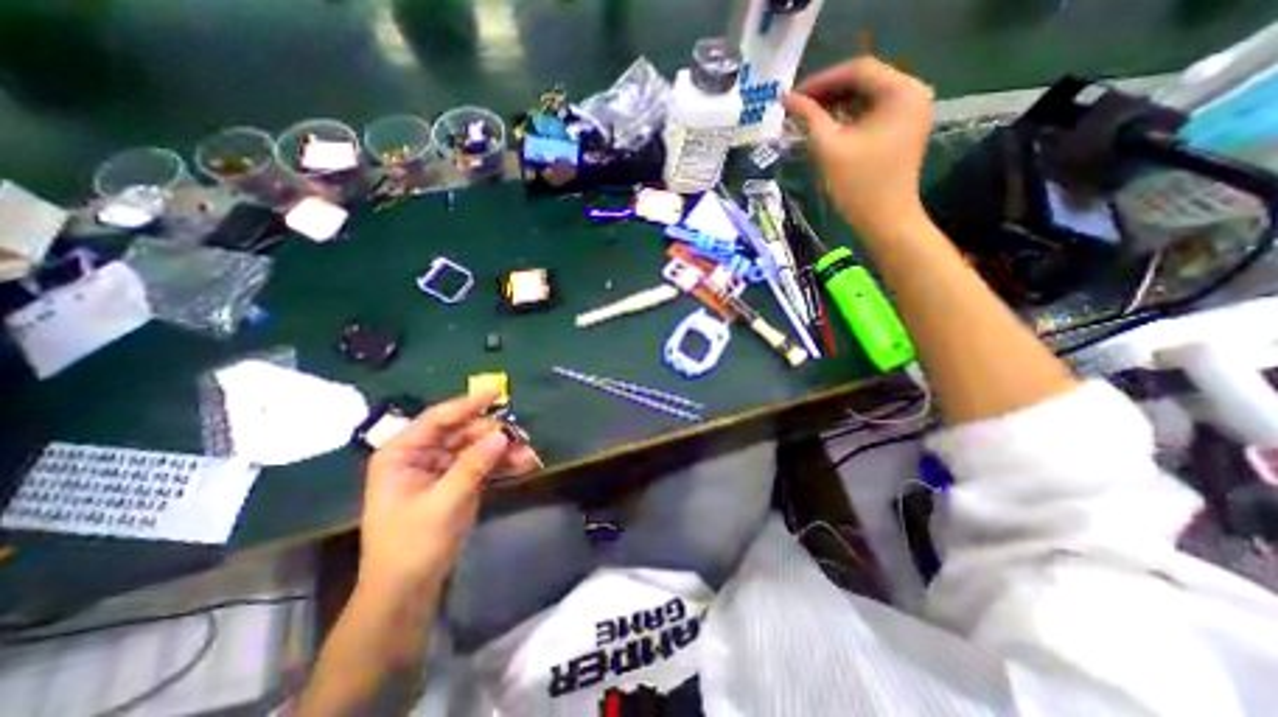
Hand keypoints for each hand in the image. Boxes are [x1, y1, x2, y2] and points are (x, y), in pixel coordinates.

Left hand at [357, 391, 541, 599]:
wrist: (408, 590)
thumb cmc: (411, 545)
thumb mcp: (443, 503)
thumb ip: (472, 466)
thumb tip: (501, 435)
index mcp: (402, 453)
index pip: (438, 419)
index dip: (468, 404)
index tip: (496, 392)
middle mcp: (422, 454)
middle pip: (463, 431)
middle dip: (494, 434)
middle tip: (523, 438)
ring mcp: (441, 468)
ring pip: (477, 446)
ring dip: (503, 449)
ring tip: (529, 456)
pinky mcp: (458, 481)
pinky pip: (483, 463)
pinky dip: (502, 463)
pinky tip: (523, 465)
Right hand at [779, 56, 934, 234]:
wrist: (885, 220)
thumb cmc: (857, 186)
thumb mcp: (829, 148)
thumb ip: (808, 118)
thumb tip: (787, 100)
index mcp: (901, 91)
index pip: (857, 69)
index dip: (821, 80)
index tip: (793, 96)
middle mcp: (912, 93)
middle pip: (864, 81)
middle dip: (828, 92)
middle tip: (797, 107)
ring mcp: (910, 111)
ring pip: (867, 97)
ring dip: (836, 105)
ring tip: (807, 117)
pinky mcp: (904, 128)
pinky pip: (873, 113)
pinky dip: (849, 118)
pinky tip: (827, 128)